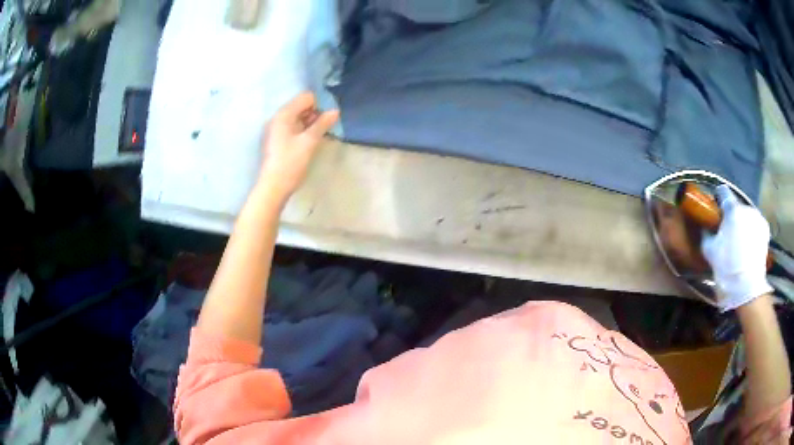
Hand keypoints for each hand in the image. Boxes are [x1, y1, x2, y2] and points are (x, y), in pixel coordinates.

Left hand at [258, 92, 339, 200]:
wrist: (273, 187)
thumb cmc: (291, 162)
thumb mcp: (309, 142)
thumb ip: (322, 124)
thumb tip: (335, 111)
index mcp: (284, 115)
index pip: (306, 97)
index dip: (319, 105)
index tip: (327, 120)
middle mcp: (277, 118)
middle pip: (301, 106)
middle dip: (315, 114)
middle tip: (324, 129)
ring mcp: (276, 129)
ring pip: (297, 118)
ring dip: (310, 124)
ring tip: (318, 137)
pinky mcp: (277, 140)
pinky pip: (293, 128)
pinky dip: (303, 131)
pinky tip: (309, 143)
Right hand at [701, 185, 772, 311]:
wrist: (747, 287)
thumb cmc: (727, 267)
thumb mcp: (710, 251)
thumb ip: (707, 233)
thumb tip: (706, 226)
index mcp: (732, 209)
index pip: (723, 191)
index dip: (718, 197)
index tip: (716, 205)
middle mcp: (746, 207)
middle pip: (736, 206)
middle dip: (732, 215)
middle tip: (727, 230)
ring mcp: (758, 217)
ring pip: (747, 215)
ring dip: (742, 223)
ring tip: (739, 240)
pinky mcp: (765, 228)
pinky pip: (755, 224)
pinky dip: (751, 230)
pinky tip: (748, 245)